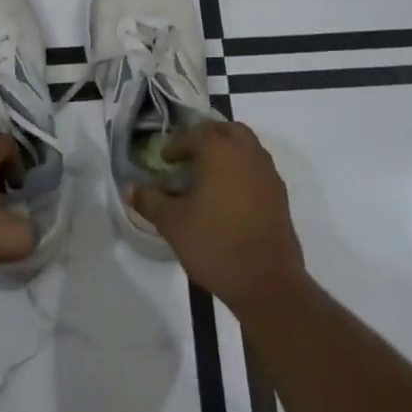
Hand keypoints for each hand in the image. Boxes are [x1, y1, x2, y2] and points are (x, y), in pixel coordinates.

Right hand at [128, 121, 305, 313]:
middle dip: (207, 137)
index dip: (177, 144)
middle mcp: (248, 154)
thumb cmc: (215, 244)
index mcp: (221, 151)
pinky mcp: (280, 196)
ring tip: (207, 175)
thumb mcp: (172, 223)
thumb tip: (131, 189)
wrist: (266, 281)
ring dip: (227, 152)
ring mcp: (269, 174)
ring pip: (247, 147)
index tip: (164, 160)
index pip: (196, 133)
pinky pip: (257, 169)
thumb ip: (150, 201)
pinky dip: (242, 170)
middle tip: (188, 155)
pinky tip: (227, 196)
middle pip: (228, 130)